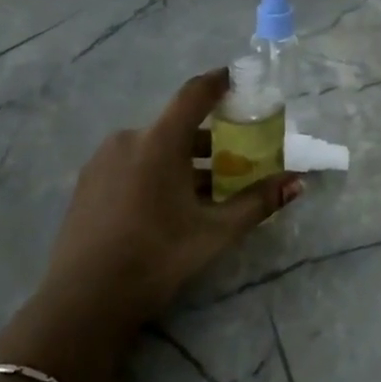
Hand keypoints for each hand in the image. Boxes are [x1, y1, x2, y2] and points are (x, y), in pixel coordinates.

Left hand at [38, 69, 303, 335]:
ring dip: (181, 161)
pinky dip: (155, 172)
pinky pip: (130, 163)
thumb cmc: (156, 257)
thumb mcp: (214, 232)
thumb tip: (297, 183)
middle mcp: (128, 139)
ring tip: (204, 191)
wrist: (83, 301)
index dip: (219, 82)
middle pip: (176, 126)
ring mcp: (102, 160)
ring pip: (153, 147)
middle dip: (208, 138)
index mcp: (159, 141)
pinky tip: (166, 206)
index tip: (238, 80)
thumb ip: (257, 202)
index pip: (194, 94)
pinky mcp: (87, 182)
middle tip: (234, 159)